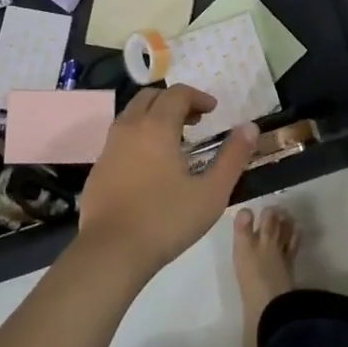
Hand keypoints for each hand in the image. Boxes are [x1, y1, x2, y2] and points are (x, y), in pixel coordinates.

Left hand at [77, 85, 256, 280]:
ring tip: (174, 141)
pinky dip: (138, 136)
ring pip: (132, 115)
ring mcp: (109, 147)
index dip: (198, 96)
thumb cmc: (165, 220)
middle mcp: (129, 127)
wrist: (110, 252)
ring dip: (154, 116)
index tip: (213, 110)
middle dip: (174, 101)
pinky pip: (120, 137)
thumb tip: (250, 127)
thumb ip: (233, 157)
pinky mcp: (98, 168)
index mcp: (156, 126)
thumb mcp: (211, 193)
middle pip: (150, 97)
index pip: (177, 94)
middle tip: (194, 121)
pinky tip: (150, 165)